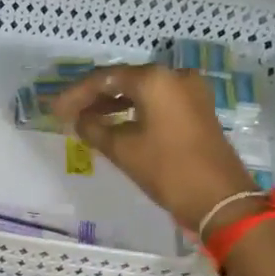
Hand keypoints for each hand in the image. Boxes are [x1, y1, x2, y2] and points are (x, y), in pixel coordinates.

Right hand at [51, 63, 257, 232]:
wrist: (219, 199)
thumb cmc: (167, 170)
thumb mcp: (122, 150)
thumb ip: (94, 129)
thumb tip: (79, 120)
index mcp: (154, 79)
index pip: (104, 78)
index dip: (75, 94)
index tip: (55, 110)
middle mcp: (174, 76)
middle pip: (123, 80)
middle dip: (93, 96)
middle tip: (67, 113)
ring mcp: (190, 92)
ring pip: (141, 91)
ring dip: (113, 103)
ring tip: (86, 120)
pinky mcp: (197, 110)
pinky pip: (157, 102)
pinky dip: (134, 110)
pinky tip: (115, 123)